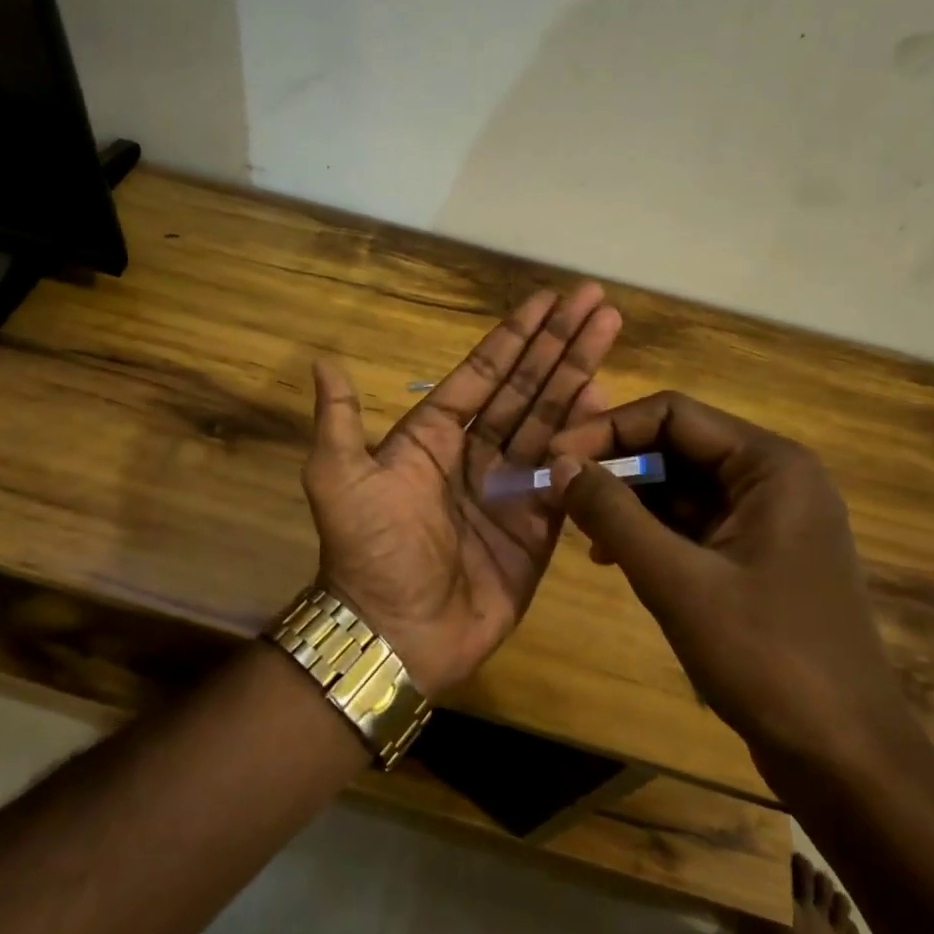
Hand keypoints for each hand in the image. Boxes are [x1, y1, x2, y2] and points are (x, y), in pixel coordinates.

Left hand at [300, 285, 620, 697]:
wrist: (395, 634)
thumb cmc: (368, 552)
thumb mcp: (338, 479)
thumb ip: (339, 421)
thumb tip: (323, 360)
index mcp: (432, 437)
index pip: (482, 374)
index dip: (514, 337)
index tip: (547, 300)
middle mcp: (475, 454)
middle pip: (525, 386)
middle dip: (559, 343)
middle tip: (594, 300)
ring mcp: (510, 488)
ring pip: (551, 421)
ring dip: (579, 376)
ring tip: (609, 332)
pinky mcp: (538, 526)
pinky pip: (568, 474)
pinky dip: (587, 440)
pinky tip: (608, 402)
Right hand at [547, 392, 912, 767]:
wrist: (845, 758)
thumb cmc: (766, 658)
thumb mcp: (676, 581)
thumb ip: (613, 514)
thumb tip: (559, 463)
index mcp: (770, 466)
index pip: (673, 415)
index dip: (607, 430)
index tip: (553, 457)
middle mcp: (774, 479)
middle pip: (677, 446)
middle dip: (616, 467)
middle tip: (558, 493)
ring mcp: (769, 520)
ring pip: (680, 486)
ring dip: (628, 502)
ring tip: (579, 530)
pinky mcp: (758, 557)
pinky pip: (692, 524)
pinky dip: (650, 533)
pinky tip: (612, 557)